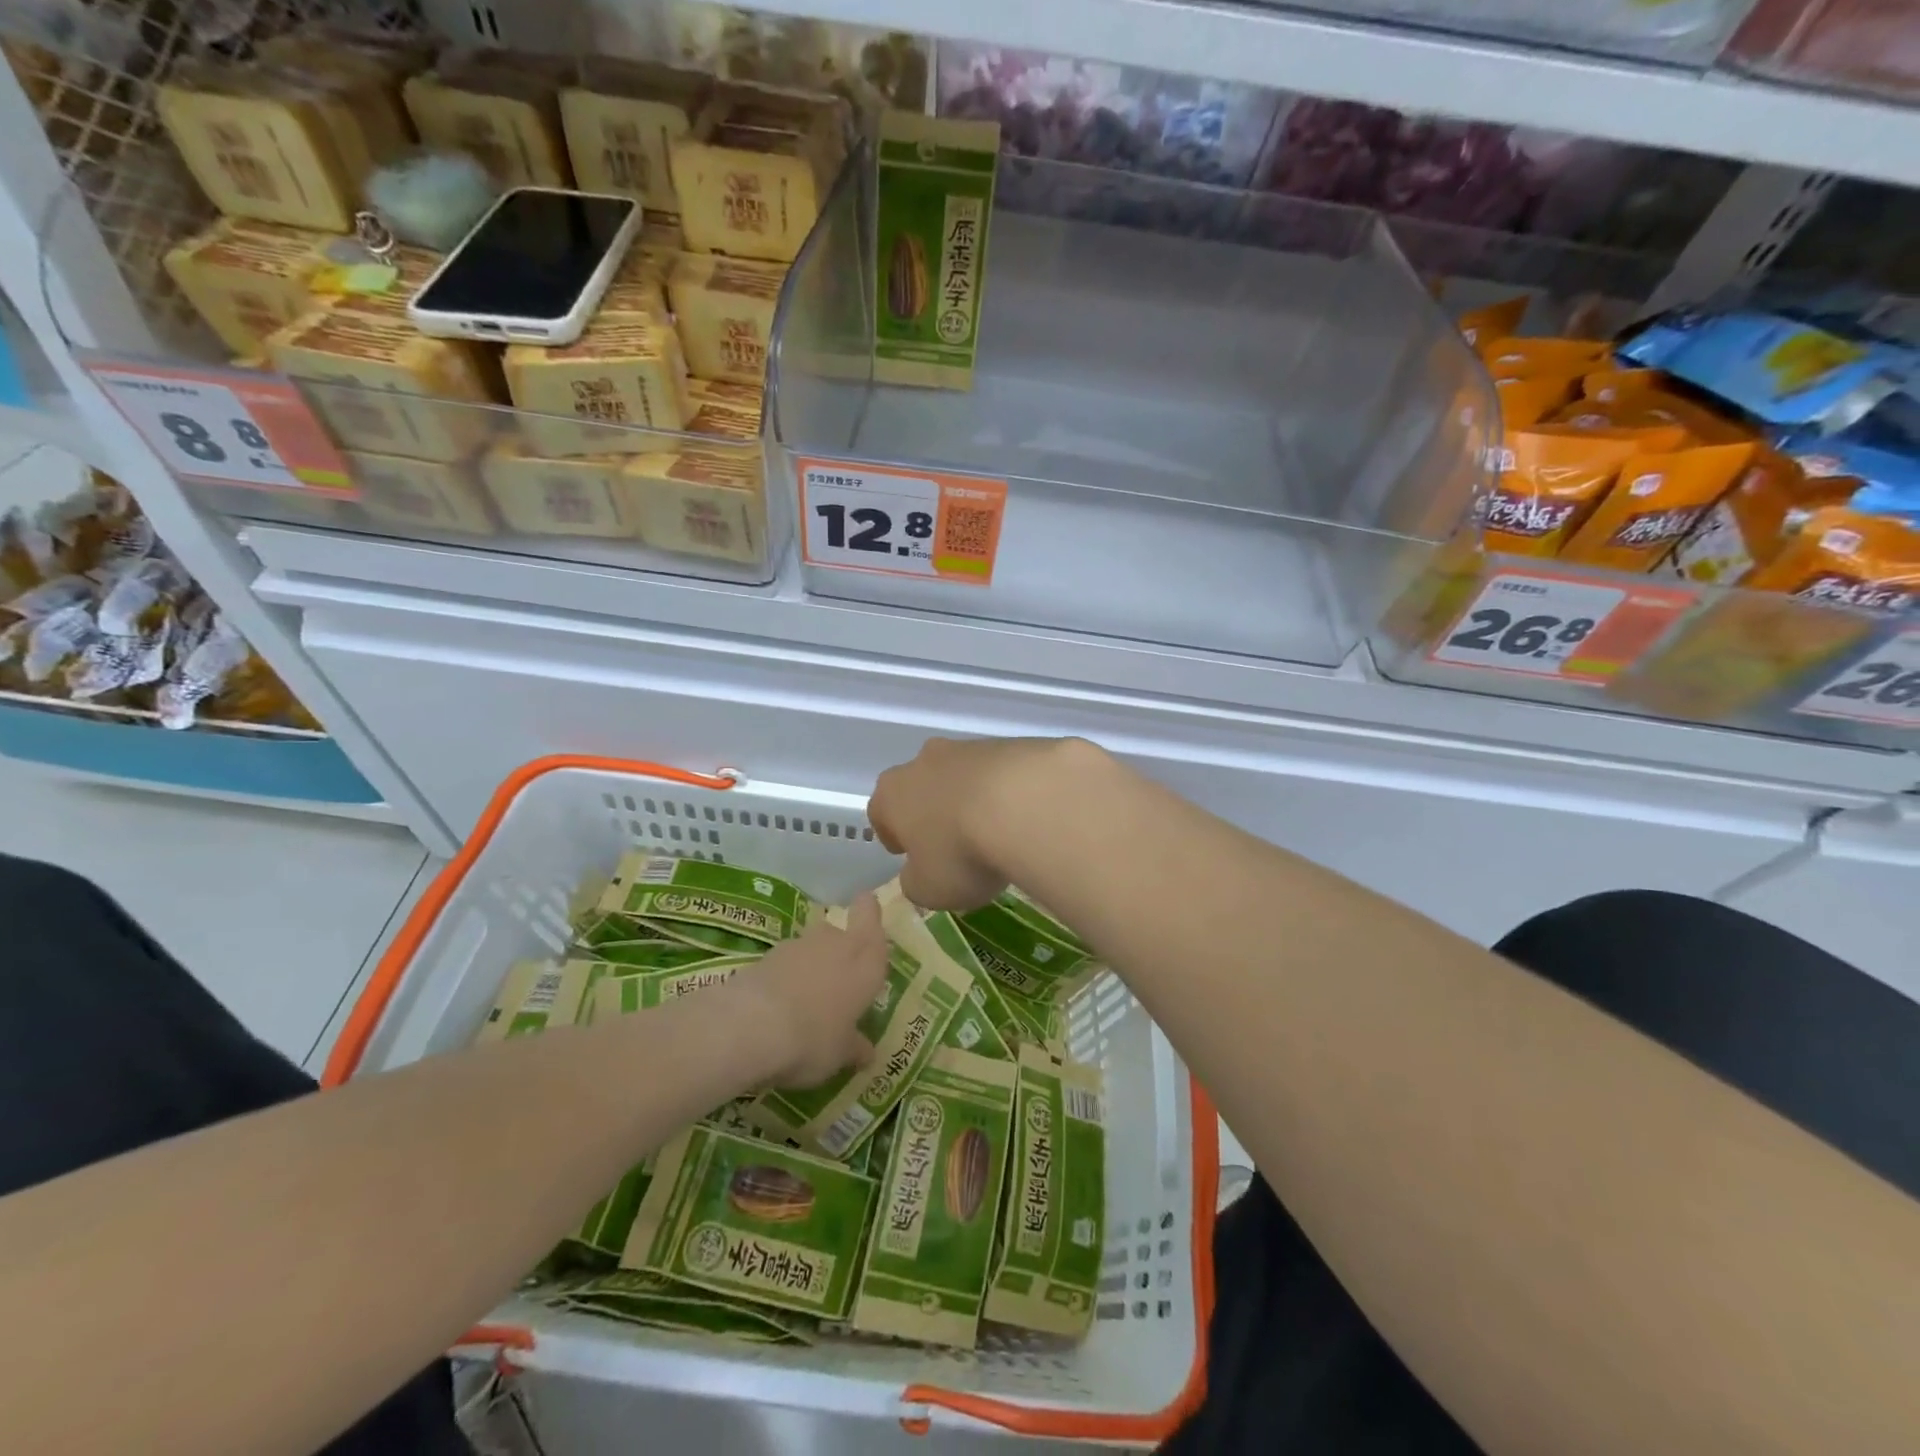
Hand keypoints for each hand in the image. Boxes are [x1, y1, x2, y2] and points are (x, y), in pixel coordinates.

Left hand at [727, 893, 891, 1087]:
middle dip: (839, 951)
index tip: (866, 916)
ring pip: (811, 947)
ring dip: (810, 965)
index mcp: (865, 960)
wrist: (751, 1025)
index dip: (868, 912)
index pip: (871, 917)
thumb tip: (866, 1054)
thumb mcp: (840, 1053)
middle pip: (840, 932)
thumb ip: (854, 1048)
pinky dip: (784, 978)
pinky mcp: (765, 956)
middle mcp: (835, 942)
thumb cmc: (815, 1037)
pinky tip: (779, 1007)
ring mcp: (798, 945)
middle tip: (838, 983)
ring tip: (805, 1002)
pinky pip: (784, 963)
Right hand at [869, 736, 1078, 910]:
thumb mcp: (929, 889)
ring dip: (972, 800)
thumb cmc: (961, 852)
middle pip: (921, 787)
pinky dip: (1007, 793)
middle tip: (953, 843)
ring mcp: (969, 748)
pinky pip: (1001, 774)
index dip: (894, 836)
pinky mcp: (1010, 745)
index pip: (881, 813)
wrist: (1027, 804)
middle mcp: (924, 762)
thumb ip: (916, 882)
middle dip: (933, 812)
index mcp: (892, 793)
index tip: (910, 854)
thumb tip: (918, 875)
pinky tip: (1025, 818)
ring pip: (962, 777)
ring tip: (995, 833)